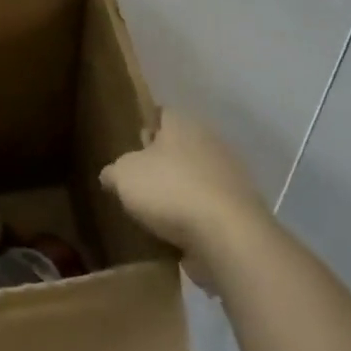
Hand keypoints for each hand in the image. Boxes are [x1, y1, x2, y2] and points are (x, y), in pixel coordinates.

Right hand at [99, 112, 271, 288]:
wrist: (228, 236)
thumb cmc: (170, 190)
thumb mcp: (124, 177)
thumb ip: (114, 172)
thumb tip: (110, 175)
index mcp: (182, 123)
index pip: (161, 114)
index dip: (145, 128)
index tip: (131, 147)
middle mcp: (209, 141)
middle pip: (180, 146)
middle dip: (163, 163)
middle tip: (140, 182)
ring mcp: (229, 176)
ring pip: (196, 177)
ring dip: (180, 192)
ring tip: (156, 213)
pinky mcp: (240, 209)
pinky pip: (209, 207)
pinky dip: (196, 218)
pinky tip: (178, 235)